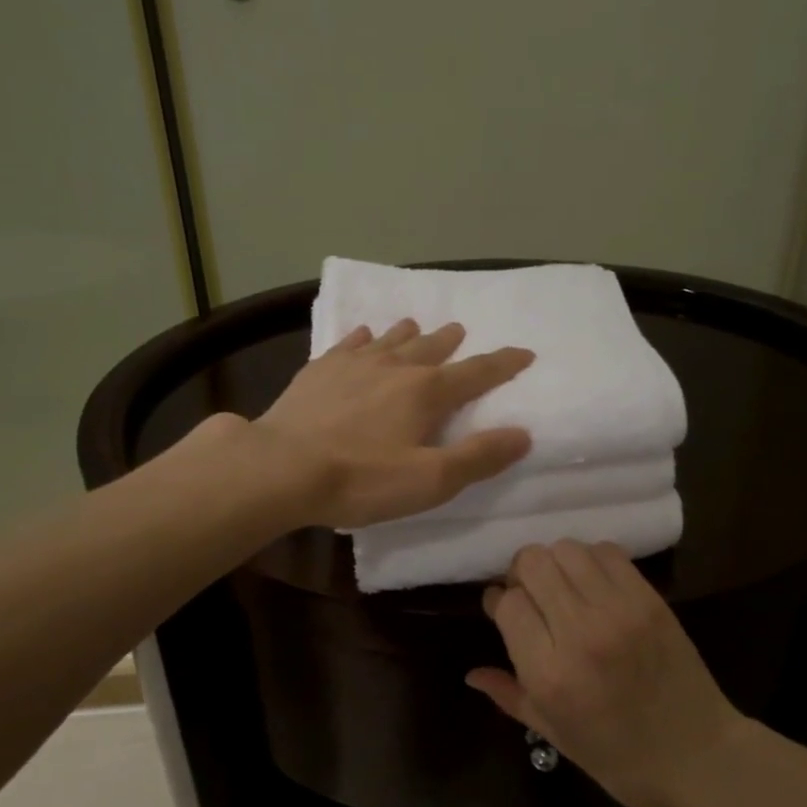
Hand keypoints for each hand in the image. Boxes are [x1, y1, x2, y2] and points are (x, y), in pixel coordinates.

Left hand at [250, 319, 534, 529]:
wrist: (281, 466)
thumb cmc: (361, 478)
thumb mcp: (430, 480)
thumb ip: (478, 457)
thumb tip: (522, 433)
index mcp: (426, 392)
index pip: (477, 373)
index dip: (504, 363)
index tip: (524, 352)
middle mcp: (395, 367)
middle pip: (431, 347)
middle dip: (451, 341)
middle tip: (460, 331)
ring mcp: (354, 364)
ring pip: (390, 340)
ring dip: (409, 333)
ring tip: (416, 326)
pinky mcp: (320, 370)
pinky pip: (350, 344)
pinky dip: (364, 338)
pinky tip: (363, 336)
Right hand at [468, 541, 744, 806]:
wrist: (698, 758)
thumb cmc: (617, 757)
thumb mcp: (553, 734)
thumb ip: (508, 695)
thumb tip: (470, 673)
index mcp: (549, 672)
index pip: (507, 602)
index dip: (499, 601)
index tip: (502, 610)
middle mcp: (580, 632)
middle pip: (532, 563)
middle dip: (522, 574)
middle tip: (532, 596)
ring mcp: (619, 610)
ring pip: (566, 549)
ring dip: (556, 563)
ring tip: (563, 588)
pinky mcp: (649, 599)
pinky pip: (607, 552)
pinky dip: (591, 560)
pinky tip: (593, 586)